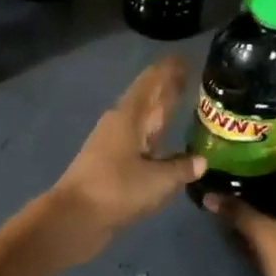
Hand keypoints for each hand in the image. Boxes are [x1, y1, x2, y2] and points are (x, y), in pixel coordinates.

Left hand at [46, 55, 205, 265]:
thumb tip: (201, 160)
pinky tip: (166, 147)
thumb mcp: (158, 180)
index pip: (151, 83)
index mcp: (128, 117)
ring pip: (142, 123)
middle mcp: (119, 125)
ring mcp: (112, 146)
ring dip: (160, 114)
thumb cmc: (116, 190)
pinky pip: (138, 145)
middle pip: (147, 100)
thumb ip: (181, 167)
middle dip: (167, 89)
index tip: (185, 58)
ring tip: (183, 107)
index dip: (168, 70)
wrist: (74, 218)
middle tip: (191, 76)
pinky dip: (154, 140)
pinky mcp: (109, 167)